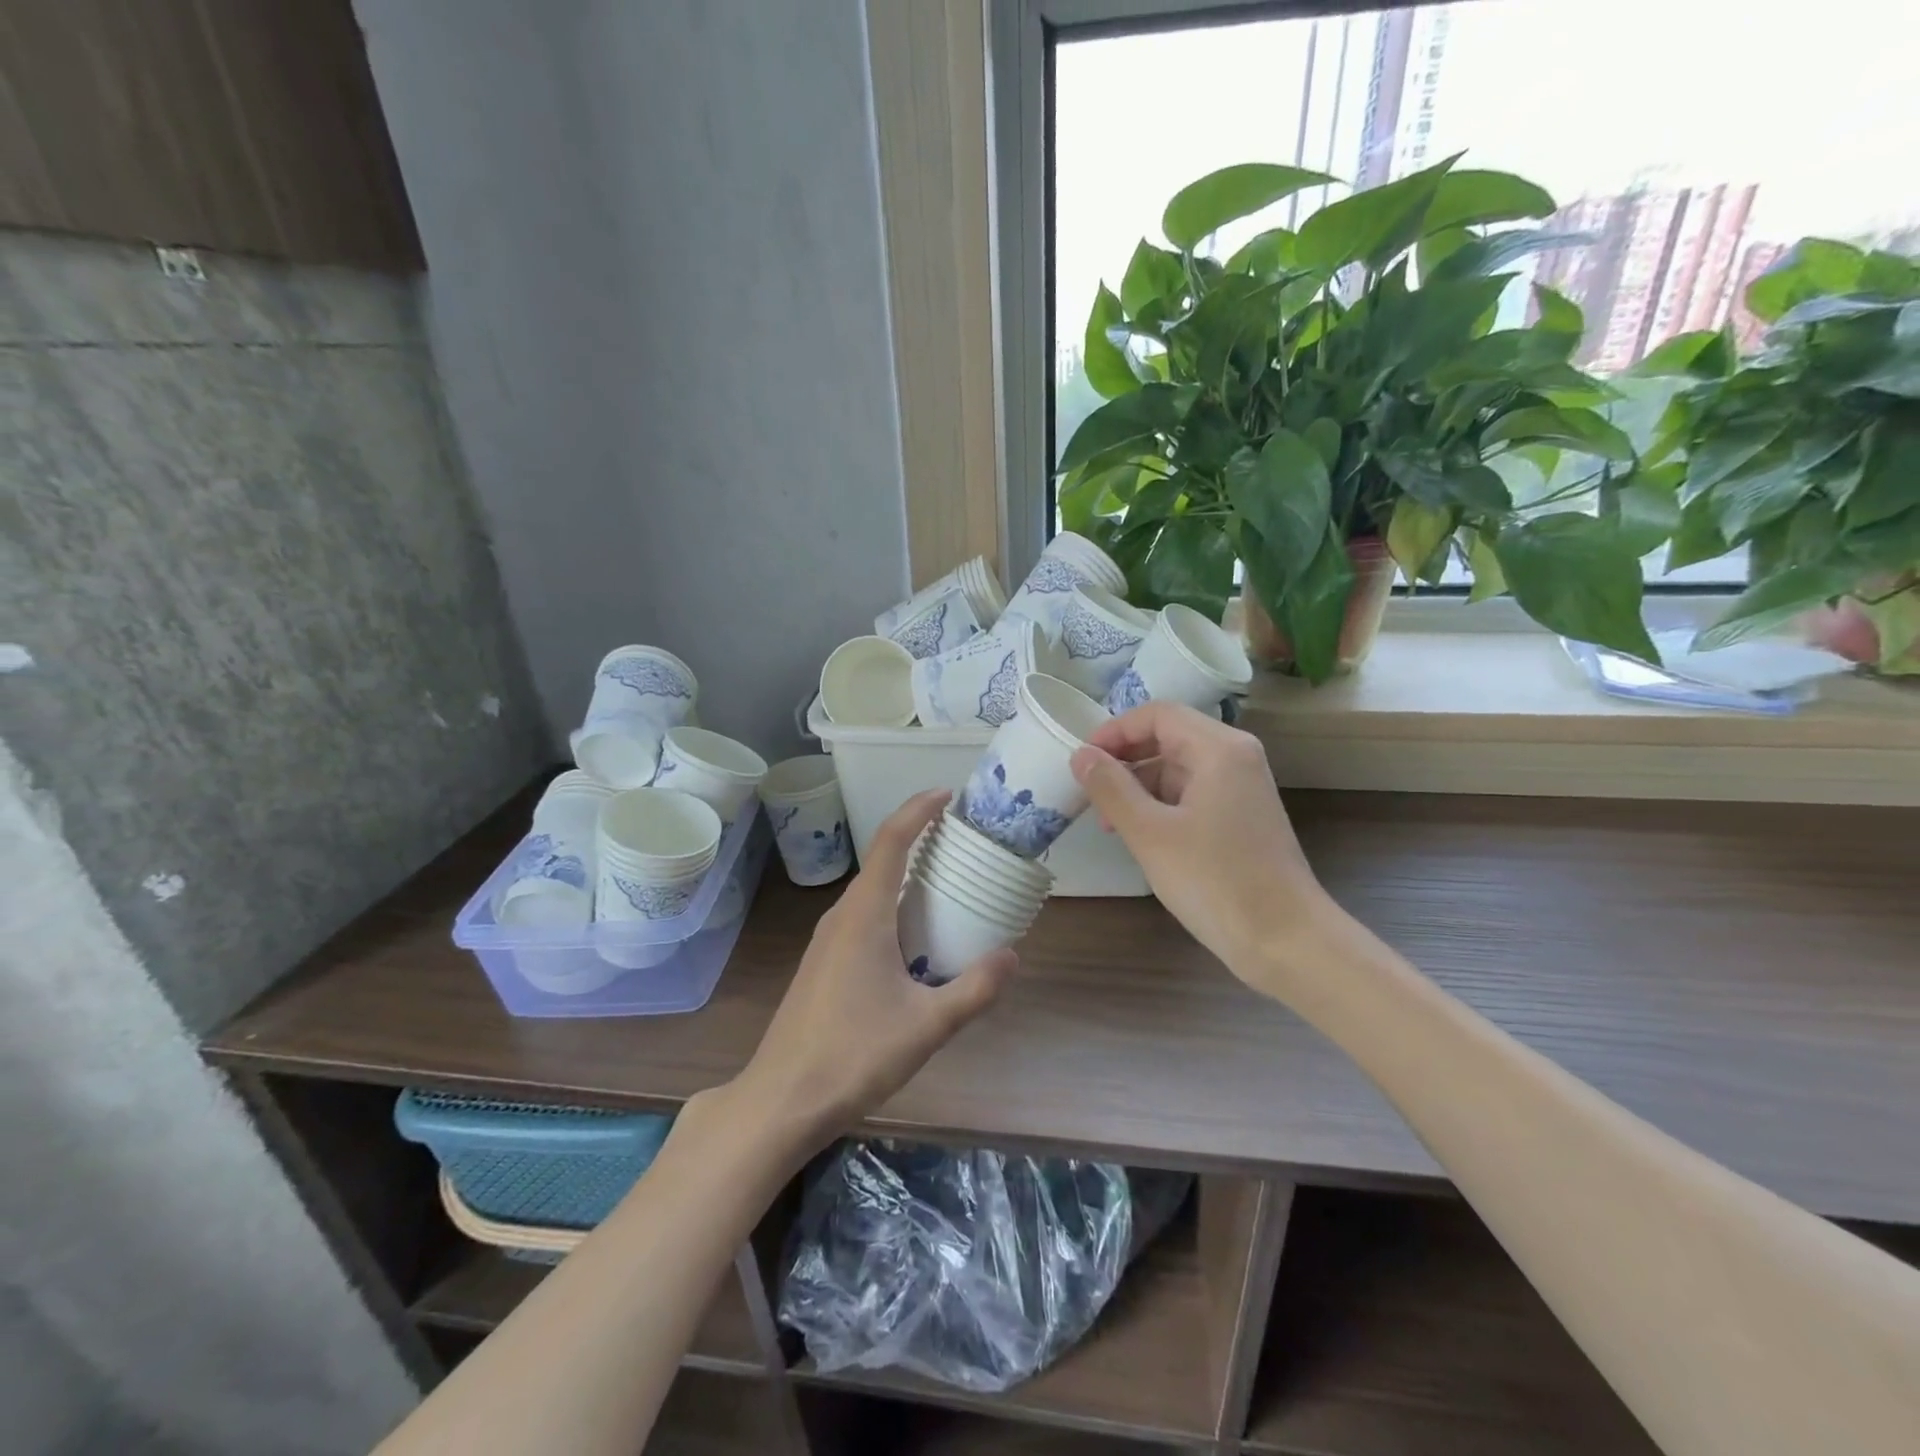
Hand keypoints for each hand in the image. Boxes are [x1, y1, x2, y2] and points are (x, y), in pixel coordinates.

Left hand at [732, 790, 1016, 1144]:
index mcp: (864, 914)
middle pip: (882, 861)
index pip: (891, 841)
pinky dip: (893, 907)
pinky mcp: (823, 963)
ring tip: (947, 885)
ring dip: (906, 877)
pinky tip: (915, 939)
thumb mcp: (927, 1025)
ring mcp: (827, 940)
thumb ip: (974, 989)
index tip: (947, 795)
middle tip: (963, 843)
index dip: (918, 810)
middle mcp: (842, 916)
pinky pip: (863, 916)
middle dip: (919, 841)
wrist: (782, 1099)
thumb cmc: (854, 1054)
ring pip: (872, 892)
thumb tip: (1012, 956)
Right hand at [1070, 701, 1335, 993]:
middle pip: (1168, 737)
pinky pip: (1192, 793)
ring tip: (1110, 824)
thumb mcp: (1150, 834)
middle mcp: (1235, 757)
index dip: (1114, 731)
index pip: (1157, 714)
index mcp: (1219, 749)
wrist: (1286, 942)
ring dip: (1138, 786)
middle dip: (1124, 760)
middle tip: (1089, 793)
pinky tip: (1140, 836)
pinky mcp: (1241, 817)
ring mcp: (1241, 788)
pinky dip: (1160, 805)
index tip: (1082, 761)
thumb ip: (1110, 788)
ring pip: (1177, 767)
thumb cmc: (1215, 881)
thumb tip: (1080, 755)